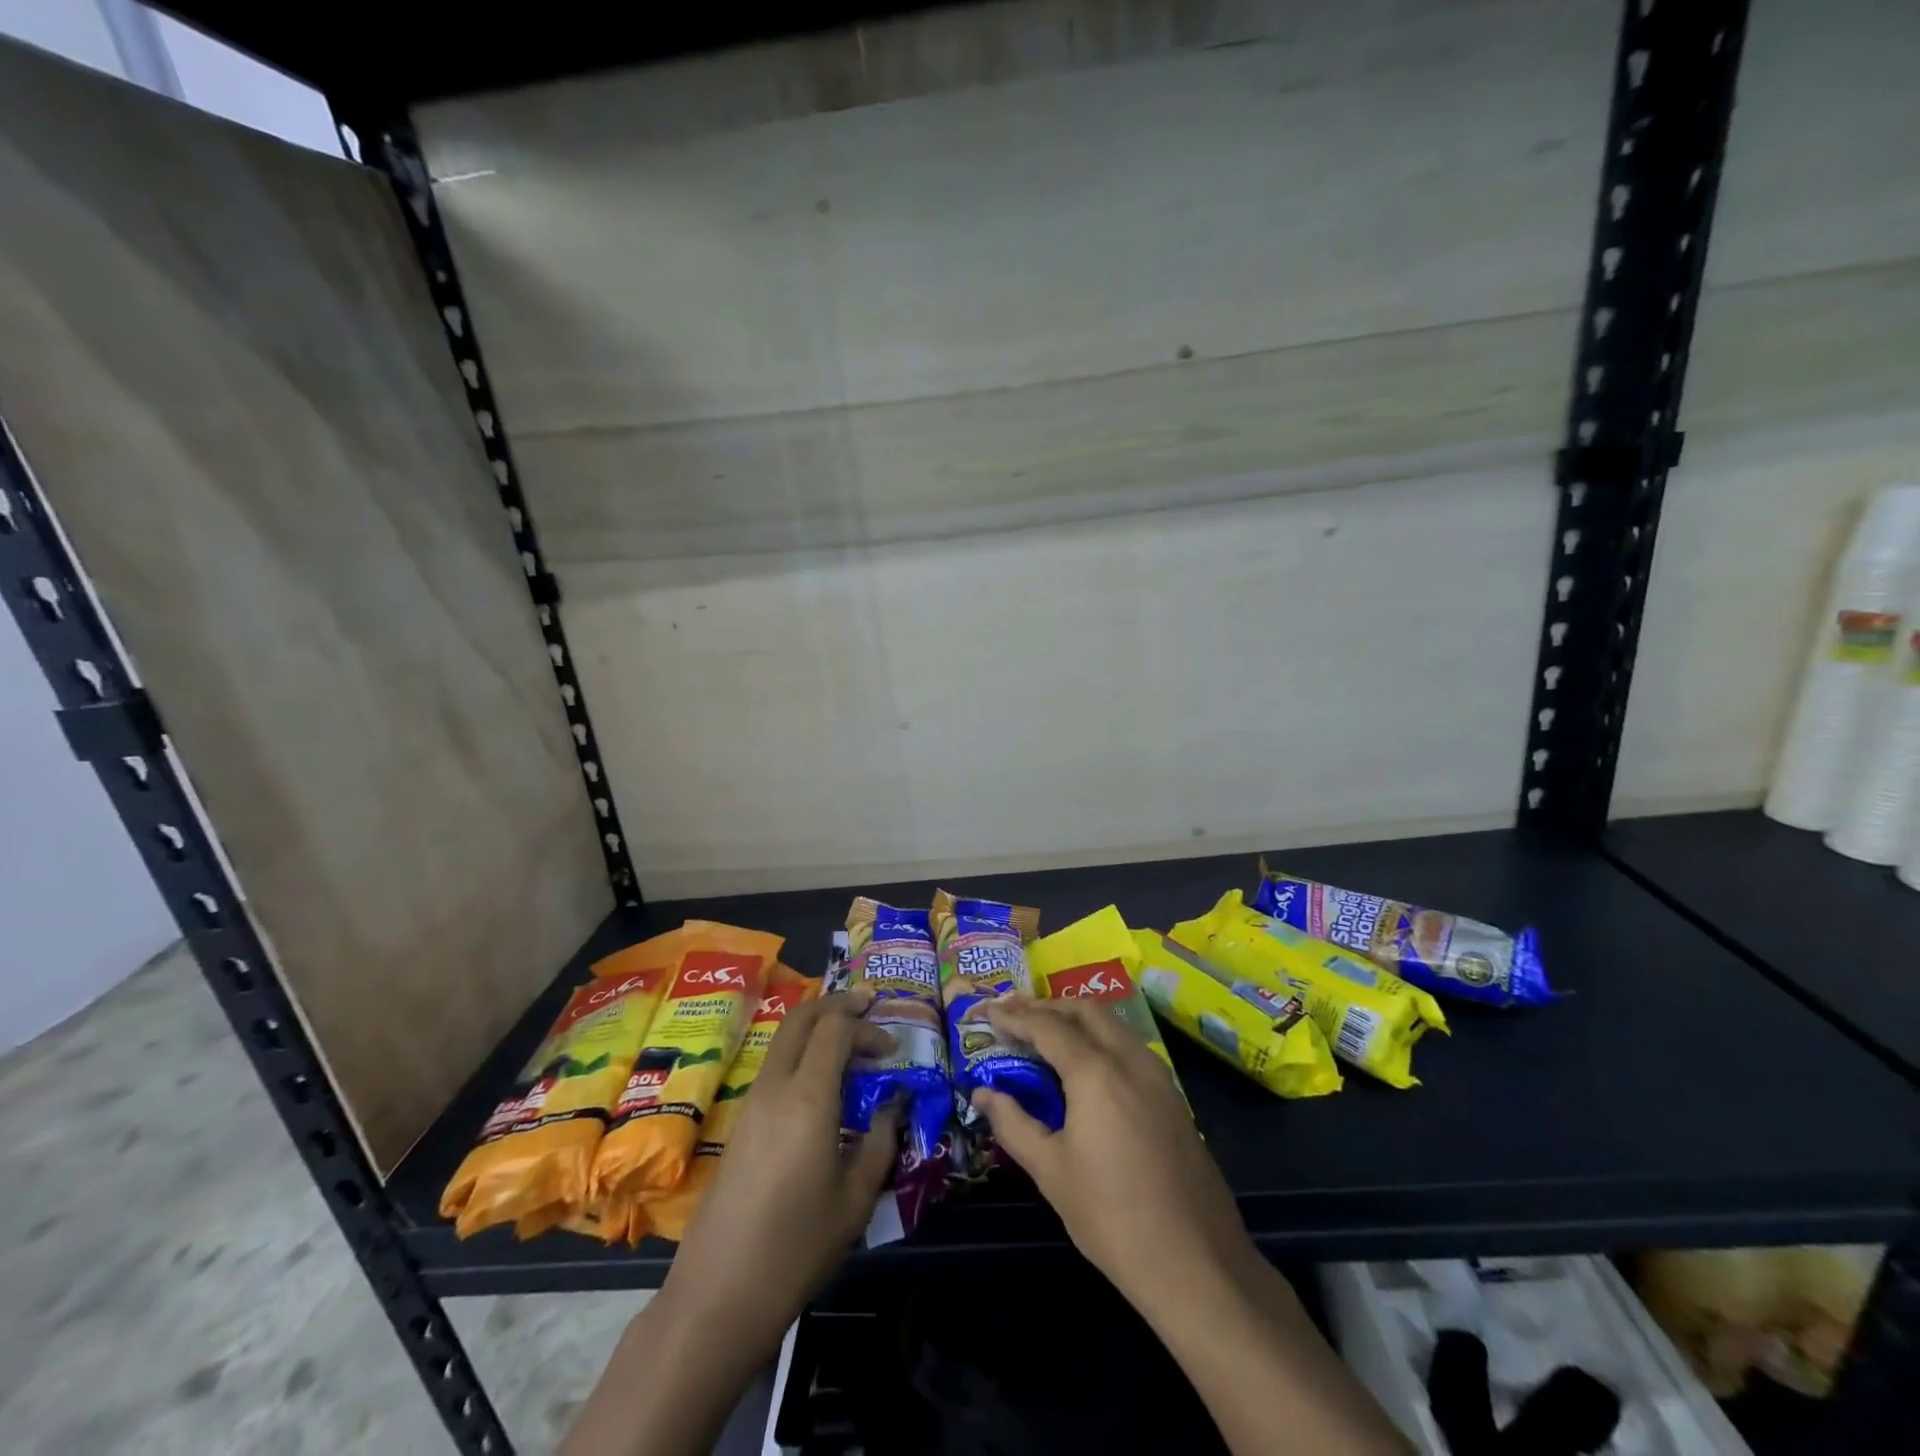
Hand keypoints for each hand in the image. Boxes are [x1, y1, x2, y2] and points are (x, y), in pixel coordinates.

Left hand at [659, 987, 898, 1356]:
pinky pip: (775, 1066)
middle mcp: (775, 1087)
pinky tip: (823, 1084)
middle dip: (836, 1004)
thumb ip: (881, 1141)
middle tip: (867, 1005)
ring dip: (817, 1028)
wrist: (717, 1296)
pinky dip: (802, 1054)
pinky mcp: (740, 1123)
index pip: (835, 1028)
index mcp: (808, 1098)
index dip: (867, 1026)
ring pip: (784, 1039)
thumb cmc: (796, 1248)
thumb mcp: (856, 1199)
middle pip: (801, 1017)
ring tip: (850, 1044)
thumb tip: (894, 1105)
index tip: (892, 1049)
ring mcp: (751, 1103)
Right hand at [971, 994, 1258, 1315]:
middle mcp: (1129, 1059)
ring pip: (1112, 1024)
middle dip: (1046, 1006)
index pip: (1047, 1026)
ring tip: (1044, 1033)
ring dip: (1075, 1018)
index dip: (1014, 1016)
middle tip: (1014, 1016)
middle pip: (1084, 1010)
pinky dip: (1099, 1038)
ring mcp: (1158, 1075)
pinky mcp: (1173, 1096)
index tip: (987, 1013)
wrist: (1197, 1264)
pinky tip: (1084, 1064)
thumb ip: (1014, 1123)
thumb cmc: (1112, 1218)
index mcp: (1096, 1072)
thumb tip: (982, 1093)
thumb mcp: (1051, 1172)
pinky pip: (1129, 1046)